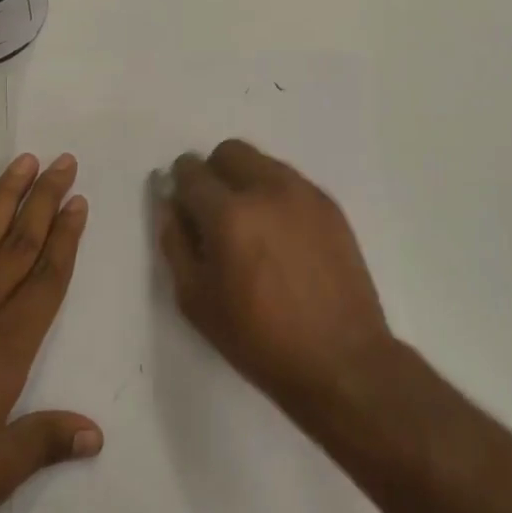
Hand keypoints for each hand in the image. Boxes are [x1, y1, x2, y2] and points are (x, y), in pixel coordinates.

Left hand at [0, 153, 100, 512]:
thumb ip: (46, 443)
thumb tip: (96, 435)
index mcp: (7, 342)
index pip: (47, 277)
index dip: (67, 238)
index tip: (79, 201)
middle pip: (20, 244)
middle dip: (46, 201)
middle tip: (64, 162)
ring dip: (4, 197)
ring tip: (24, 162)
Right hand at [157, 140, 393, 414]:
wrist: (342, 360)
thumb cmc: (260, 340)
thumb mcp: (197, 302)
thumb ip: (175, 243)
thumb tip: (170, 204)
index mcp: (229, 215)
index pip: (191, 172)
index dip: (180, 184)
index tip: (183, 206)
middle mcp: (267, 190)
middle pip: (228, 152)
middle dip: (213, 174)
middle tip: (214, 214)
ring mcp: (304, 193)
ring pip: (262, 162)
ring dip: (245, 181)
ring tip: (251, 228)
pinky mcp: (329, 205)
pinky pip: (290, 182)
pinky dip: (275, 196)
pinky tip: (280, 237)